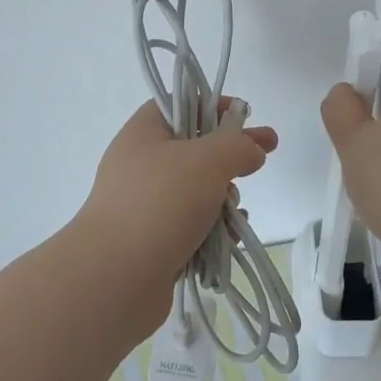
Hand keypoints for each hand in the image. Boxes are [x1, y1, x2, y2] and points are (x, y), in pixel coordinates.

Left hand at [73, 99, 278, 331]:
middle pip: (195, 150)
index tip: (246, 116)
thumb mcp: (208, 159)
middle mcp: (141, 165)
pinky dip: (214, 231)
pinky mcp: (155, 241)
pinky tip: (227, 240)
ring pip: (199, 192)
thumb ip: (238, 145)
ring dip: (224, 199)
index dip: (214, 105)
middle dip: (230, 157)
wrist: (117, 276)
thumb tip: (252, 149)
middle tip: (264, 158)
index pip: (181, 104)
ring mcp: (146, 206)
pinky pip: (193, 227)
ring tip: (232, 213)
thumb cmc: (161, 203)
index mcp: (144, 133)